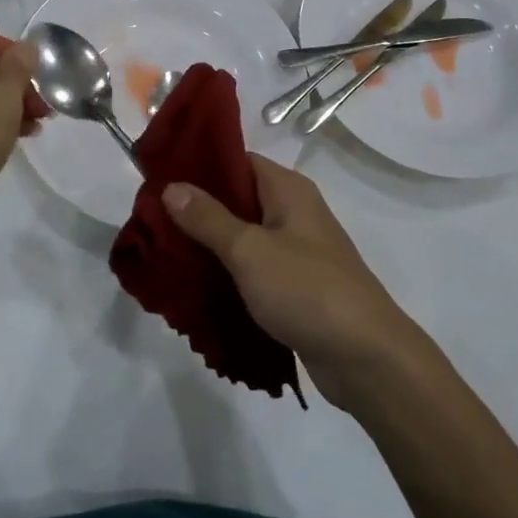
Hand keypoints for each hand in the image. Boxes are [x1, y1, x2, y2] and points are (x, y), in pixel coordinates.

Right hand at [163, 156, 425, 408]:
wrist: (366, 358)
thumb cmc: (307, 290)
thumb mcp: (250, 250)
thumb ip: (209, 218)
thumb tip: (171, 186)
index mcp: (288, 190)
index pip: (238, 160)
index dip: (199, 165)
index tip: (158, 177)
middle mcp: (294, 212)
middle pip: (237, 199)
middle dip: (196, 209)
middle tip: (152, 221)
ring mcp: (296, 251)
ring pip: (242, 237)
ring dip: (208, 245)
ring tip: (163, 253)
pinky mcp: (295, 286)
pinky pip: (252, 269)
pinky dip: (227, 273)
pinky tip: (194, 286)